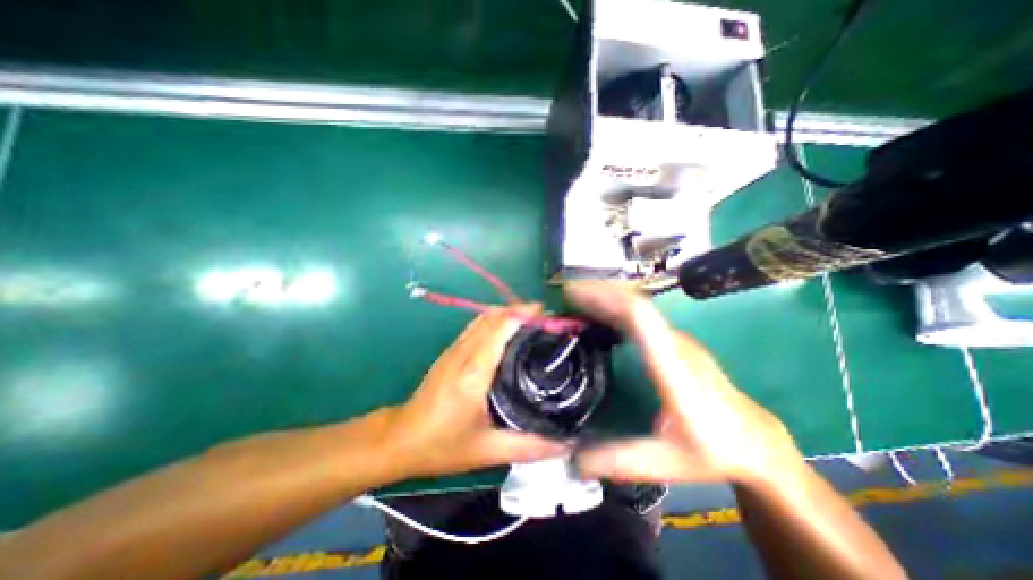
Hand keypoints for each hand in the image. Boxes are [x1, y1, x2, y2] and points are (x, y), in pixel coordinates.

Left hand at [384, 303, 569, 480]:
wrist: (400, 439)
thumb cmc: (442, 445)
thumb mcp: (488, 451)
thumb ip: (529, 446)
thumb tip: (565, 444)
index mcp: (474, 371)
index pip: (500, 327)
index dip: (523, 314)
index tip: (546, 314)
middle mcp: (464, 352)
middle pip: (493, 316)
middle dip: (520, 310)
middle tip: (545, 320)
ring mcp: (454, 349)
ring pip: (483, 317)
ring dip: (507, 313)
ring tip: (531, 323)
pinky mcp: (450, 351)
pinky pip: (476, 325)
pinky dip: (495, 320)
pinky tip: (507, 333)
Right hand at [564, 281, 796, 484]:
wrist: (755, 441)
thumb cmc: (714, 450)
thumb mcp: (666, 463)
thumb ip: (619, 460)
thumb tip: (572, 459)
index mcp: (673, 367)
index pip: (641, 319)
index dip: (607, 299)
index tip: (575, 293)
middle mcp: (676, 344)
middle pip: (636, 304)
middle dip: (599, 293)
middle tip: (566, 294)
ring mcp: (678, 340)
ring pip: (640, 306)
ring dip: (608, 298)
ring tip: (577, 301)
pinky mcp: (675, 342)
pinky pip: (642, 316)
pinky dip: (617, 308)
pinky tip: (601, 316)